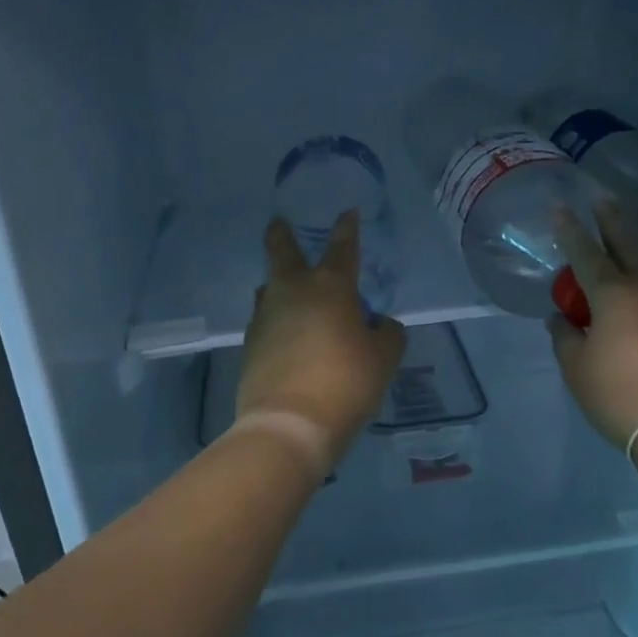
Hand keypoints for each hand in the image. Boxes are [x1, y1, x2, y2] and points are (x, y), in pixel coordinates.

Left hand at [237, 211, 405, 468]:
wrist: (290, 424)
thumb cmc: (346, 382)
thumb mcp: (384, 359)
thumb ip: (387, 334)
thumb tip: (380, 324)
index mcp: (331, 287)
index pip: (342, 247)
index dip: (347, 228)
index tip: (347, 212)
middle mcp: (293, 292)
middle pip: (282, 251)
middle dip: (281, 234)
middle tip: (278, 222)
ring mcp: (265, 317)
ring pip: (269, 287)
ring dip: (278, 283)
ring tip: (288, 290)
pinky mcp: (250, 344)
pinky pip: (265, 320)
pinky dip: (276, 319)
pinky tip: (285, 334)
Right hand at [547, 201, 637, 450]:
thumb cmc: (621, 395)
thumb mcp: (577, 369)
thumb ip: (565, 338)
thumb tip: (562, 320)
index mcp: (614, 295)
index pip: (585, 253)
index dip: (569, 230)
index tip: (560, 206)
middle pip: (628, 245)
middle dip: (612, 221)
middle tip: (603, 199)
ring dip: (629, 265)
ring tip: (613, 271)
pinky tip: (637, 319)